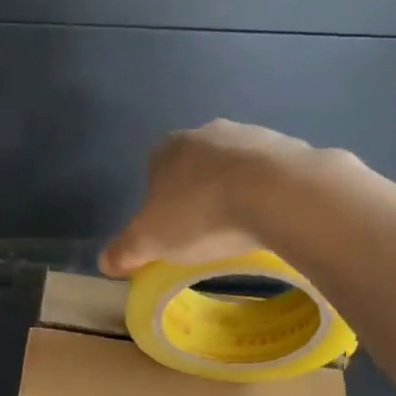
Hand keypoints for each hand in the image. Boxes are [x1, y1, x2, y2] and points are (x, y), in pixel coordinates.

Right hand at [100, 119, 317, 276]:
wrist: (277, 193)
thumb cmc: (201, 214)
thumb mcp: (149, 241)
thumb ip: (124, 250)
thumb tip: (105, 262)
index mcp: (168, 148)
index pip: (154, 171)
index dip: (159, 201)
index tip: (170, 230)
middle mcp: (207, 132)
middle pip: (196, 166)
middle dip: (198, 193)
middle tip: (205, 231)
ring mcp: (252, 135)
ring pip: (235, 167)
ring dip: (236, 191)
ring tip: (242, 228)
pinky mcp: (290, 147)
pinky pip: (272, 174)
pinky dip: (269, 193)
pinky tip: (273, 219)